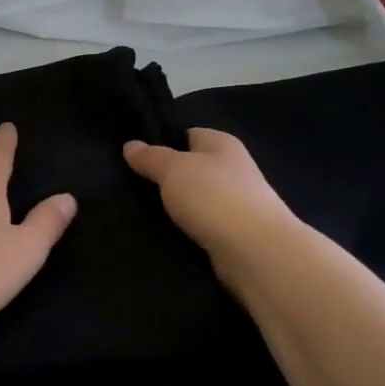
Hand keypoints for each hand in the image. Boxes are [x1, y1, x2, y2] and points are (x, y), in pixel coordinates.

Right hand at [123, 128, 300, 281]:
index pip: (188, 134)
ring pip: (194, 198)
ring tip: (139, 212)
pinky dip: (185, 229)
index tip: (134, 157)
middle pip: (191, 168)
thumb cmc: (213, 197)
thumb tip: (130, 145)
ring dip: (174, 206)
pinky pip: (201, 224)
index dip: (161, 142)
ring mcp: (236, 202)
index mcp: (222, 144)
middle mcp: (232, 169)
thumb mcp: (173, 169)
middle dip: (164, 178)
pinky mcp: (233, 233)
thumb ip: (150, 157)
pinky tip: (162, 234)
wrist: (255, 251)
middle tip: (130, 186)